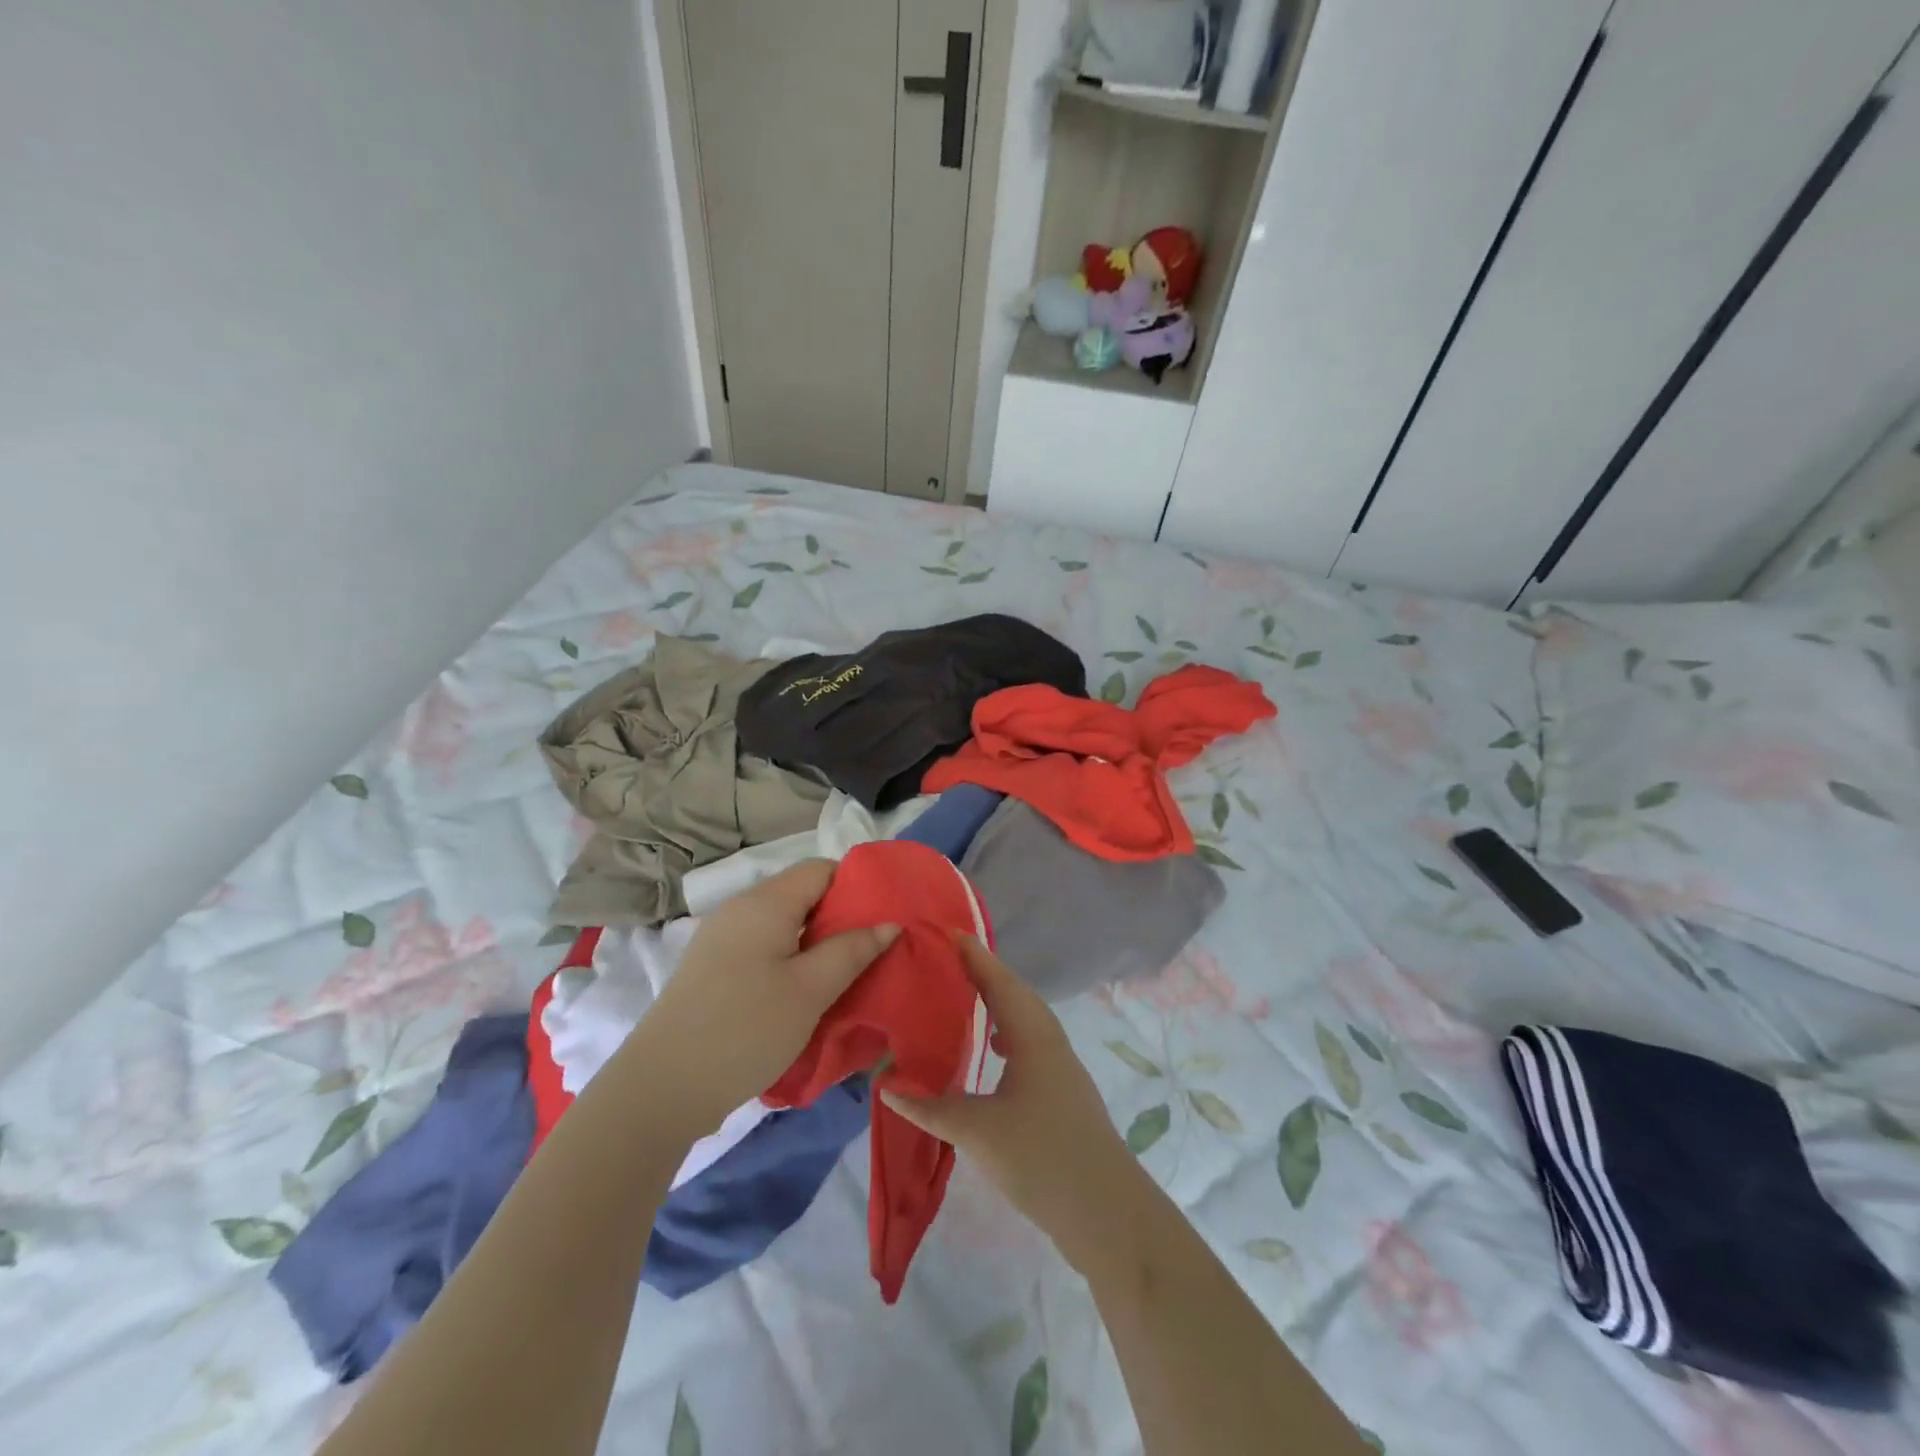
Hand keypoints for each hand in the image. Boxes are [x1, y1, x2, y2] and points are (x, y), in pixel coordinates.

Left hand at [622, 860, 896, 1139]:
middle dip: (841, 919)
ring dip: (818, 944)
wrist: (661, 1088)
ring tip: (846, 976)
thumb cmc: (745, 1029)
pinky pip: (765, 948)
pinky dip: (792, 961)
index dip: (856, 886)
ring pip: (785, 925)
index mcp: (765, 902)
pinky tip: (806, 993)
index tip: (884, 919)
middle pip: (803, 895)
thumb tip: (889, 923)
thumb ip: (853, 950)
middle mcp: (741, 909)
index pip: (821, 869)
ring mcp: (722, 939)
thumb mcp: (811, 990)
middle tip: (873, 952)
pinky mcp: (713, 968)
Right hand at [882, 936, 1140, 1269]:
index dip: (973, 955)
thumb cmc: (1040, 1157)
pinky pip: (1028, 1042)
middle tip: (946, 960)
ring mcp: (1059, 1065)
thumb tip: (886, 1085)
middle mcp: (1049, 1039)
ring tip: (962, 998)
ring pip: (1024, 1019)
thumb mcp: (977, 1130)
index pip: (998, 980)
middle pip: (1013, 993)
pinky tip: (991, 1051)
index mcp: (1032, 1034)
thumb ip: (930, 1106)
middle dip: (982, 973)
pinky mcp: (1061, 1090)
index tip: (946, 931)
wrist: (1105, 1210)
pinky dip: (1006, 1033)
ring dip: (996, 1003)